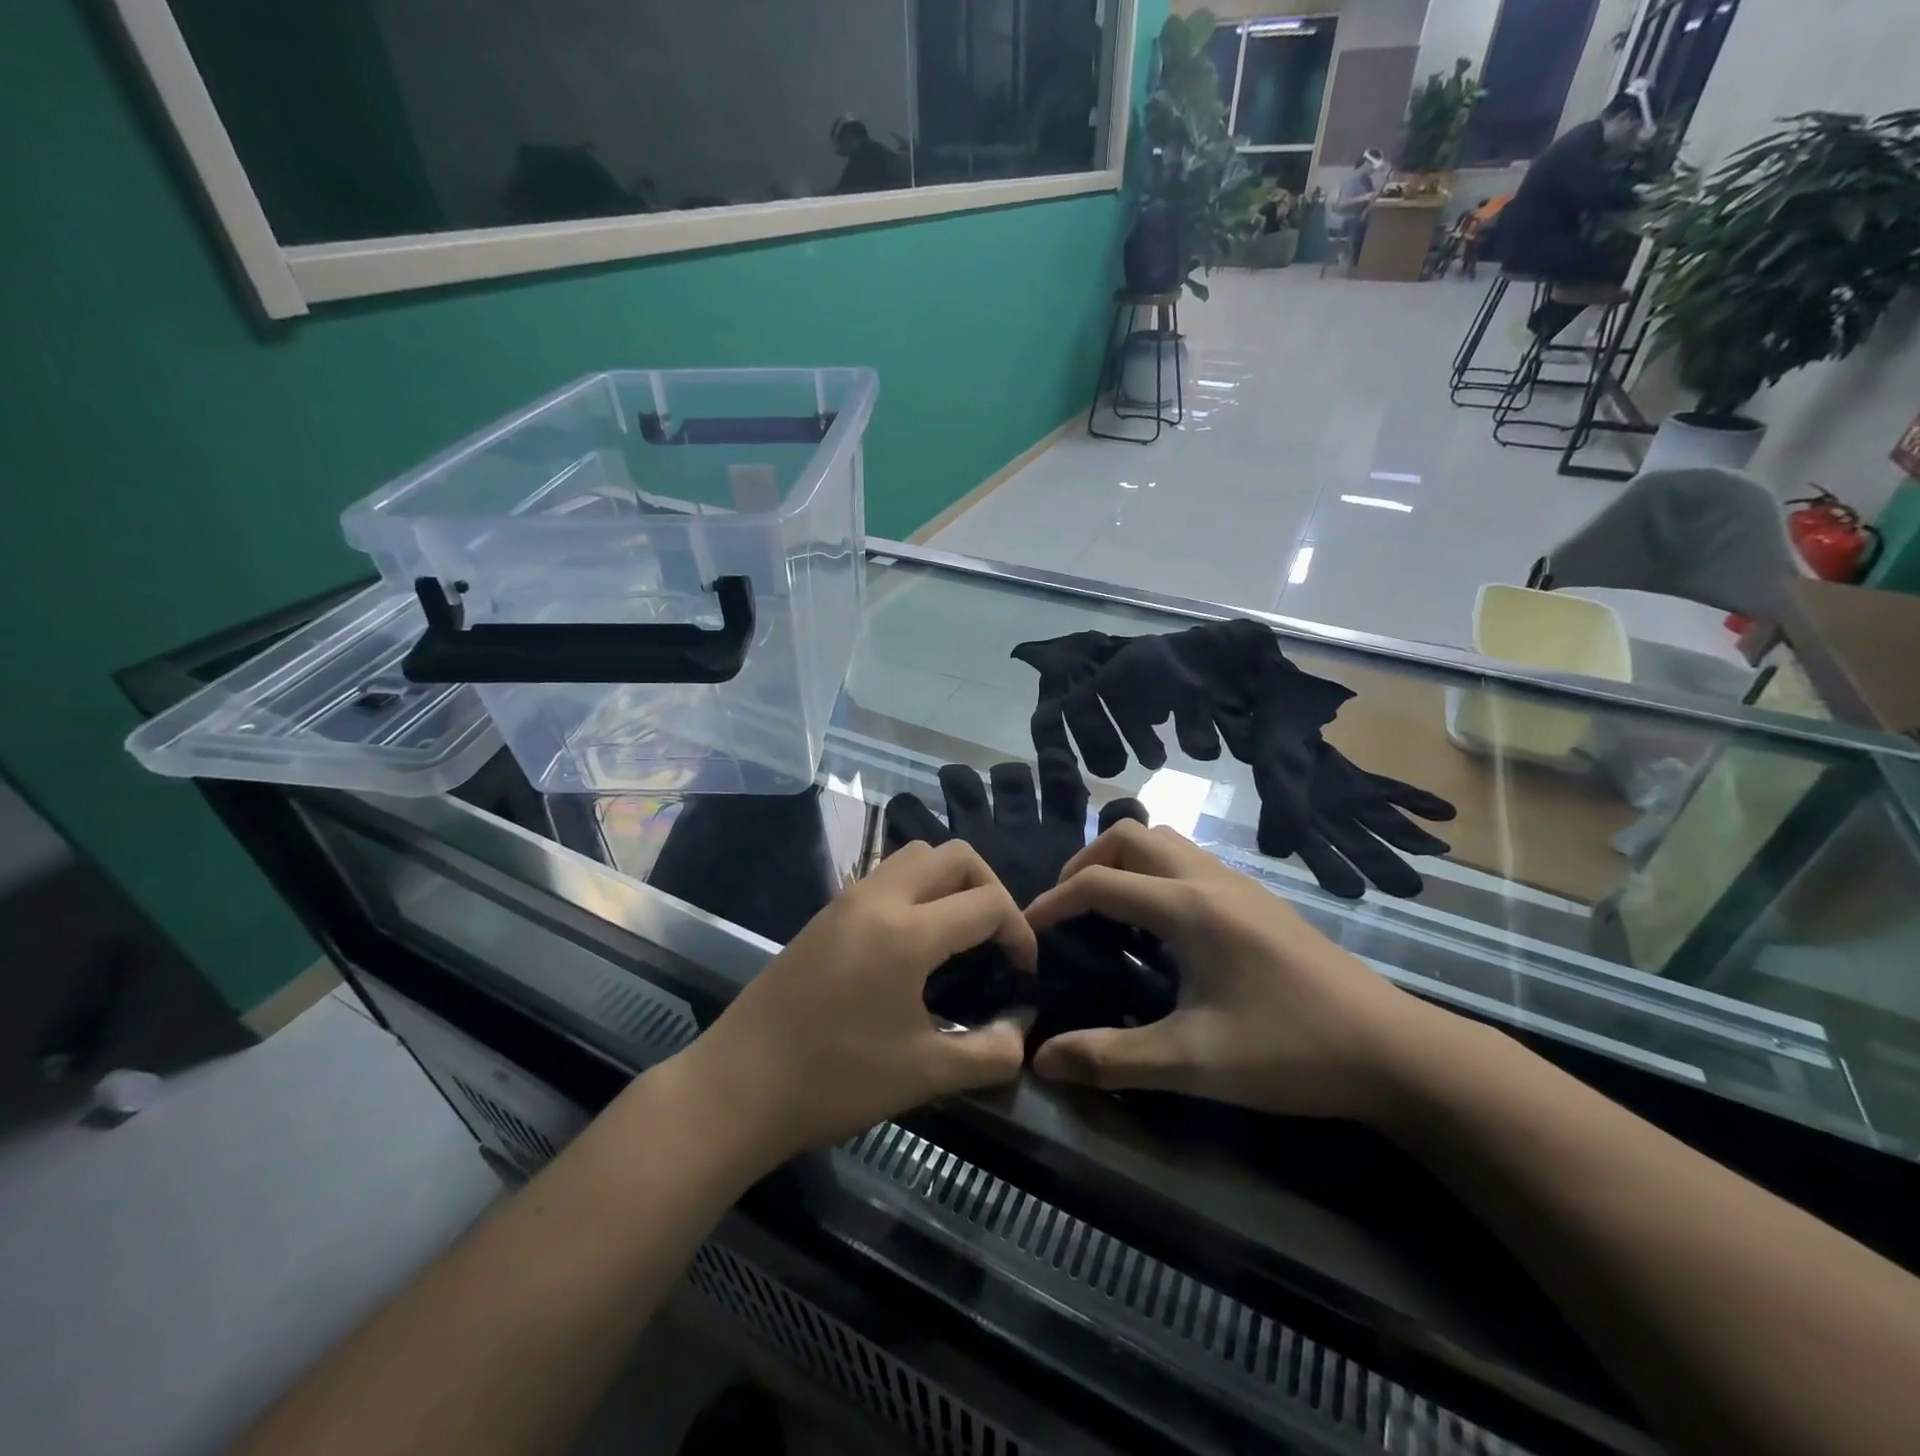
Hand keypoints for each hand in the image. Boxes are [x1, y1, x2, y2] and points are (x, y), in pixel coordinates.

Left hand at [679, 840, 1035, 1168]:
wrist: (738, 1086)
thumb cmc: (834, 1080)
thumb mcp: (925, 1075)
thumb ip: (989, 1052)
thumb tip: (1021, 1029)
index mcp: (907, 931)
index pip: (987, 902)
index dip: (1020, 932)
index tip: (1024, 972)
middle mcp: (879, 898)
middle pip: (954, 855)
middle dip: (990, 886)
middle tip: (998, 937)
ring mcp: (847, 900)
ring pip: (916, 855)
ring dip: (950, 879)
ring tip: (960, 931)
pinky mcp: (826, 913)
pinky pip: (886, 875)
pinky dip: (918, 887)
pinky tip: (915, 940)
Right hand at [1024, 821, 1431, 1119]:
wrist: (1394, 1051)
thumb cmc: (1291, 1052)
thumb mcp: (1194, 1062)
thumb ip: (1111, 1059)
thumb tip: (1040, 1061)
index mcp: (1189, 908)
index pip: (1099, 883)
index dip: (1053, 902)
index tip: (1028, 931)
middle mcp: (1210, 879)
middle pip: (1129, 836)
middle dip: (1086, 863)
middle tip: (1068, 910)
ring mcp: (1239, 884)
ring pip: (1163, 840)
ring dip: (1123, 861)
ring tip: (1107, 910)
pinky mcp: (1258, 899)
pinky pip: (1189, 860)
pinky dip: (1154, 872)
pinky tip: (1160, 926)